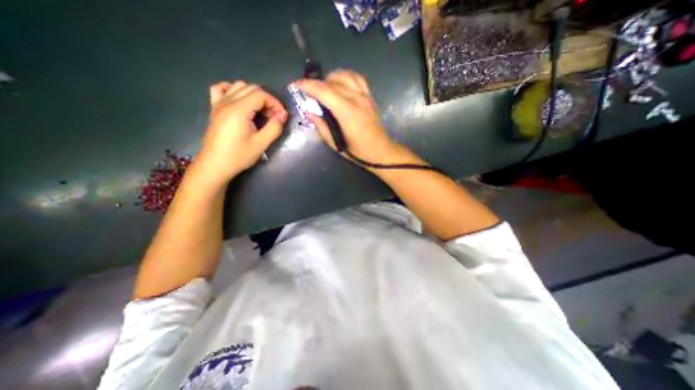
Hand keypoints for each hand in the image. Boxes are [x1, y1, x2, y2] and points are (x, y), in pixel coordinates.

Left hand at [193, 81, 285, 184]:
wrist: (215, 165)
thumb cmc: (239, 156)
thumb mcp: (261, 144)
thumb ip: (274, 127)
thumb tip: (283, 115)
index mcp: (239, 110)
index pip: (261, 94)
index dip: (275, 103)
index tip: (282, 117)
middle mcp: (227, 102)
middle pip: (251, 88)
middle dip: (267, 100)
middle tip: (274, 117)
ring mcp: (218, 103)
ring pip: (238, 86)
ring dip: (254, 95)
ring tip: (261, 112)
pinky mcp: (214, 108)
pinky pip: (221, 89)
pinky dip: (233, 90)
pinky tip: (240, 101)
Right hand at [296, 68, 405, 165]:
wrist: (380, 151)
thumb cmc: (358, 151)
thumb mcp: (335, 143)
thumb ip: (321, 126)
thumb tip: (309, 112)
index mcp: (347, 112)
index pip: (324, 91)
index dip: (307, 85)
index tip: (295, 85)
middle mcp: (356, 99)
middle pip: (333, 81)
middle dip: (317, 83)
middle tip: (309, 92)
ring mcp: (365, 96)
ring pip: (345, 75)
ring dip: (331, 77)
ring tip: (324, 87)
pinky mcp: (370, 96)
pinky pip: (357, 78)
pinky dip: (346, 76)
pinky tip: (341, 84)